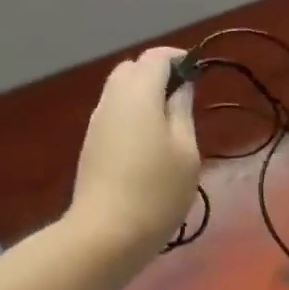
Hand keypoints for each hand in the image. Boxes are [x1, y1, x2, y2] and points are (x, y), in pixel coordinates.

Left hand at [68, 46, 201, 261]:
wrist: (106, 233)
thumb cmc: (157, 191)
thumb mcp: (185, 151)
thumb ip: (182, 111)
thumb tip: (181, 86)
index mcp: (138, 93)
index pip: (156, 56)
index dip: (178, 59)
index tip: (197, 76)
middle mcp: (112, 99)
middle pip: (132, 69)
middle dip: (157, 75)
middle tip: (183, 101)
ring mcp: (97, 122)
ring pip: (120, 91)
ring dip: (144, 96)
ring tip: (169, 126)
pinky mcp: (91, 144)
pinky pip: (114, 114)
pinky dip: (132, 115)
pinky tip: (148, 146)